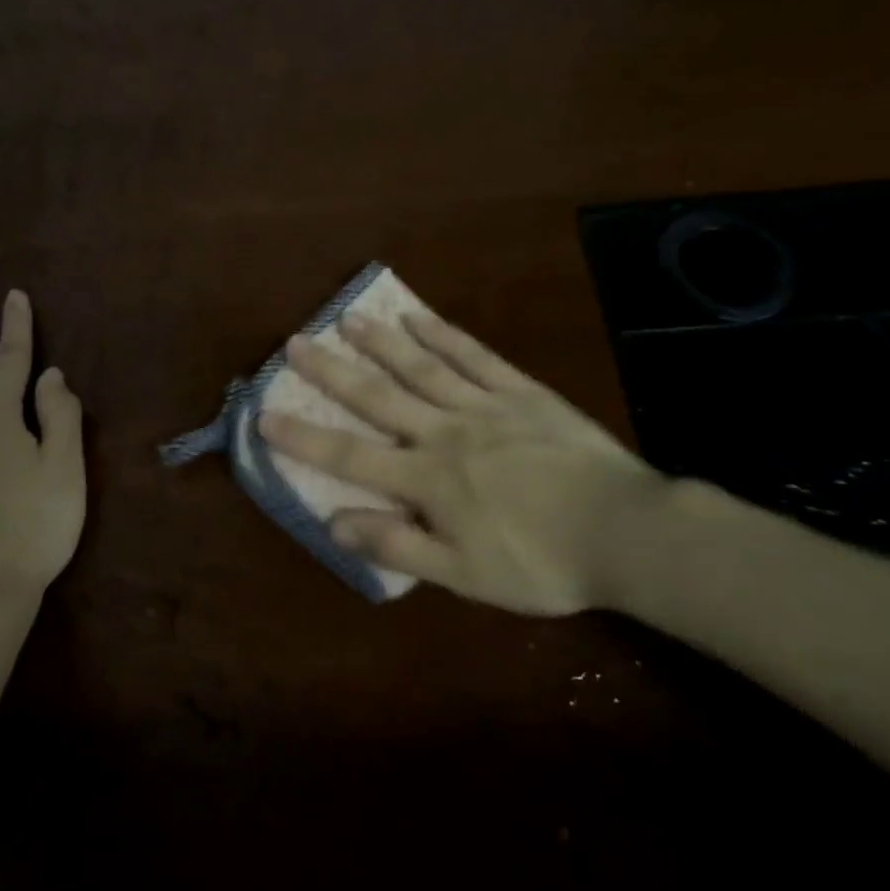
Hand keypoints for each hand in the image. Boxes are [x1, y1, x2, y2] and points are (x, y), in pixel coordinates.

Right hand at [259, 309, 667, 615]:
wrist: (624, 531)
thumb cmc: (540, 562)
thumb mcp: (463, 575)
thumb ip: (397, 545)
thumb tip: (335, 523)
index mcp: (428, 479)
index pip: (352, 456)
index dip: (305, 438)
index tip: (265, 416)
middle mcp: (444, 432)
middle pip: (378, 397)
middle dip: (332, 371)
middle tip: (296, 342)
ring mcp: (483, 405)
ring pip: (421, 366)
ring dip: (380, 342)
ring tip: (347, 318)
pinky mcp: (520, 391)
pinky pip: (475, 356)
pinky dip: (444, 334)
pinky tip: (418, 316)